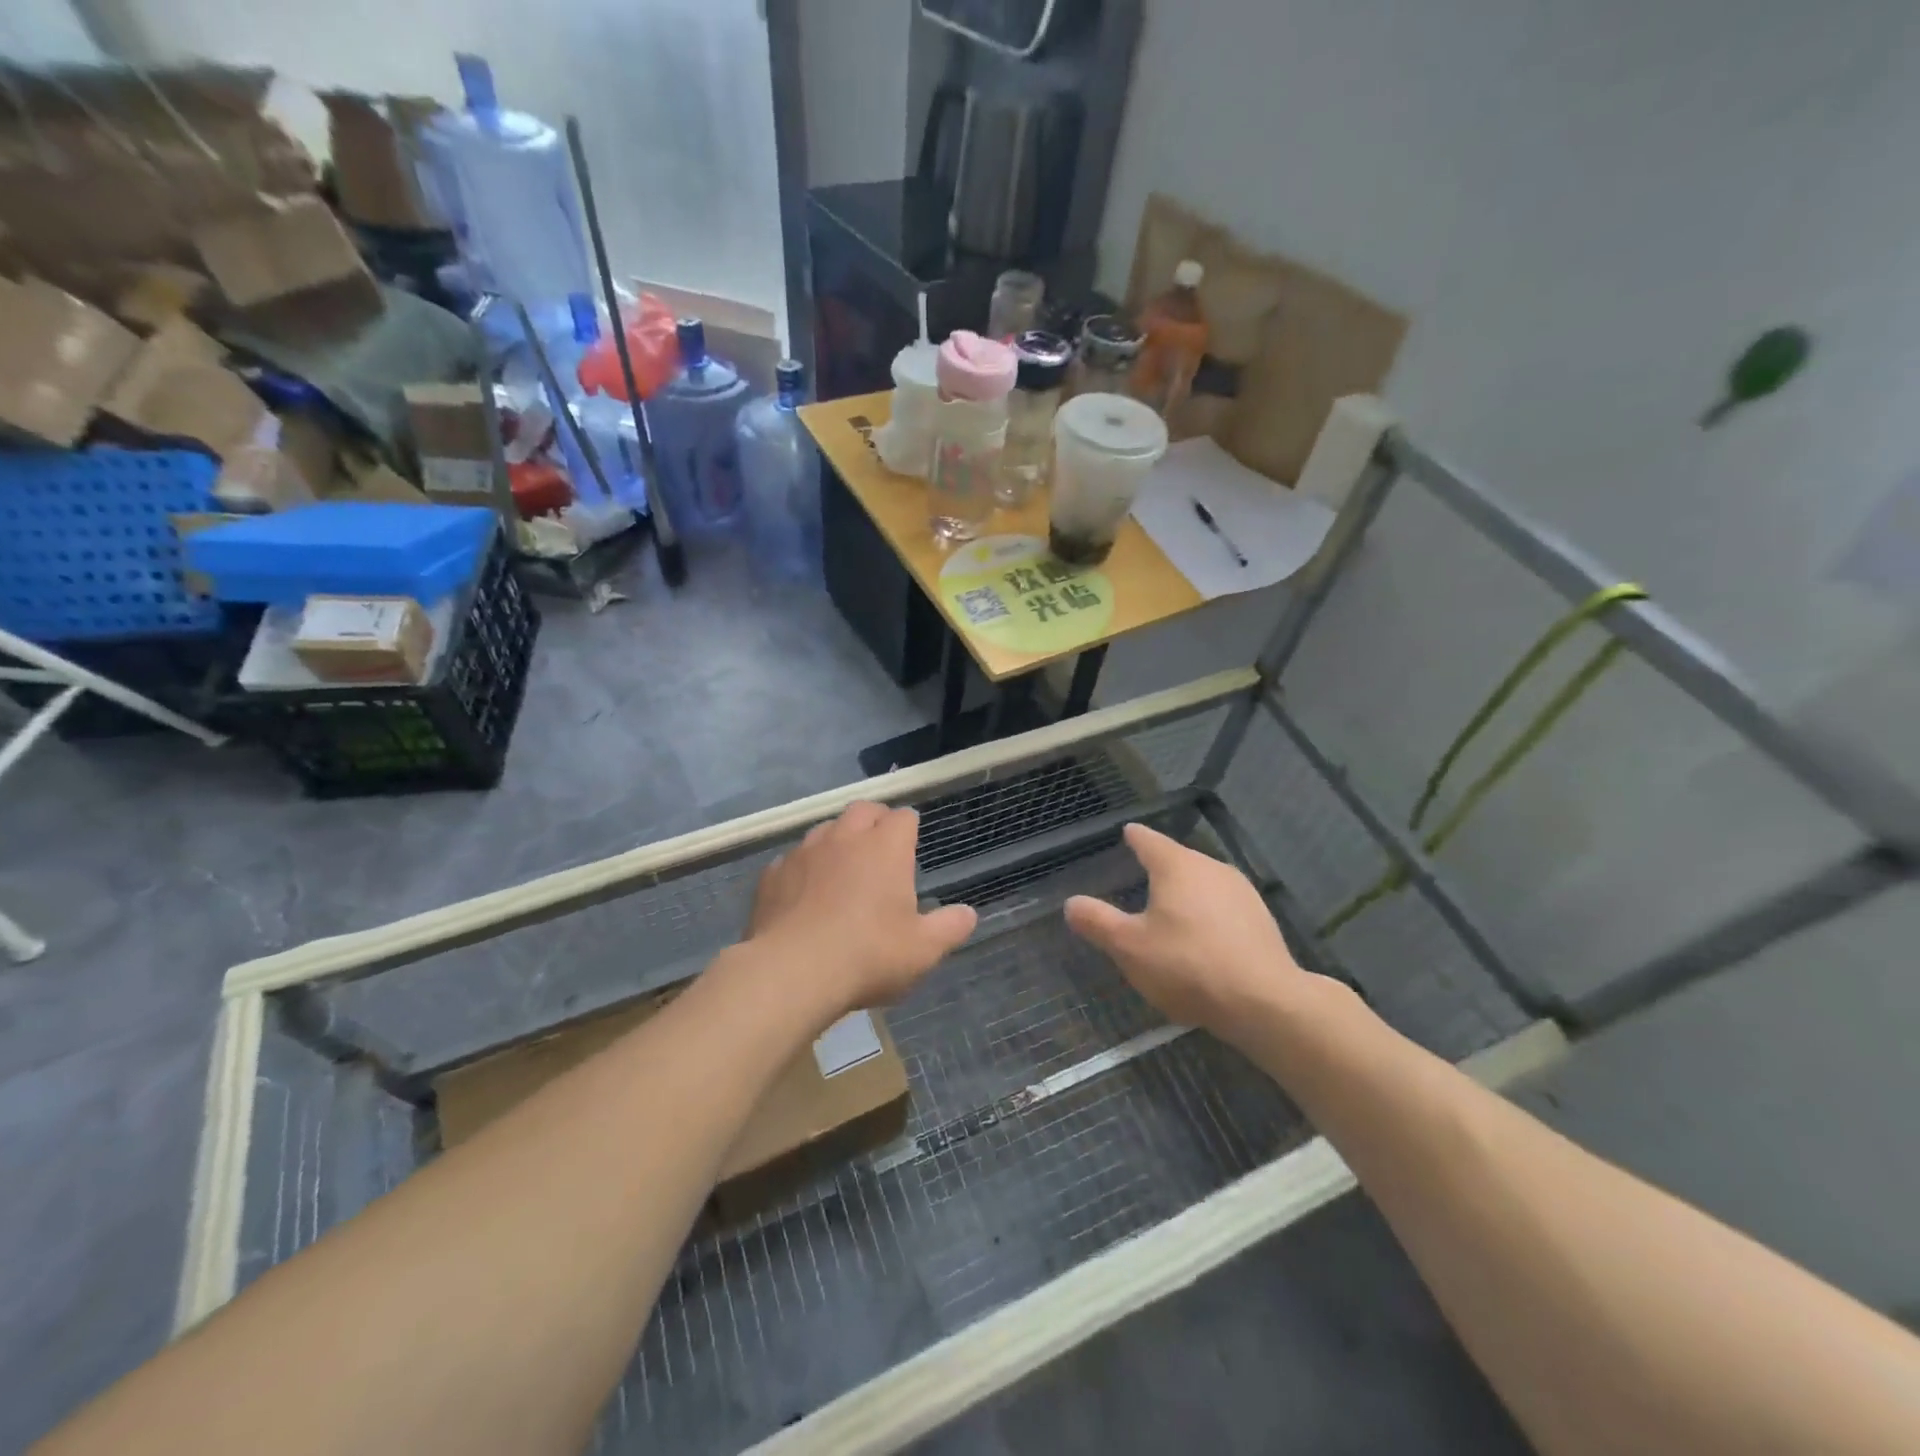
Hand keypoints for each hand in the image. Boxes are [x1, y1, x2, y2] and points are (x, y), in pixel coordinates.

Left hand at [748, 802, 976, 1018]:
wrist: (791, 972)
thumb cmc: (868, 955)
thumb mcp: (923, 950)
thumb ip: (950, 927)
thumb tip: (969, 914)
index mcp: (885, 848)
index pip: (903, 817)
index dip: (909, 827)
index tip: (911, 845)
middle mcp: (845, 838)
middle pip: (863, 809)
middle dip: (875, 820)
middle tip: (880, 845)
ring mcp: (804, 852)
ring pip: (825, 829)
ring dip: (838, 840)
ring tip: (842, 867)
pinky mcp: (772, 874)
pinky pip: (792, 859)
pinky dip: (804, 868)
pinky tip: (804, 894)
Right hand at [1065, 823, 1306, 1040]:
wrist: (1264, 1002)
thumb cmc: (1188, 965)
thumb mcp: (1129, 947)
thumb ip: (1098, 922)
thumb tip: (1071, 903)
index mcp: (1176, 866)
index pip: (1149, 840)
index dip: (1134, 837)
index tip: (1127, 833)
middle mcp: (1211, 868)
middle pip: (1178, 859)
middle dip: (1160, 866)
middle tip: (1140, 876)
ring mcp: (1242, 892)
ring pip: (1204, 882)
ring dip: (1186, 891)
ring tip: (1170, 908)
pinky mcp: (1261, 919)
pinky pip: (1224, 906)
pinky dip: (1208, 912)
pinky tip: (1203, 936)